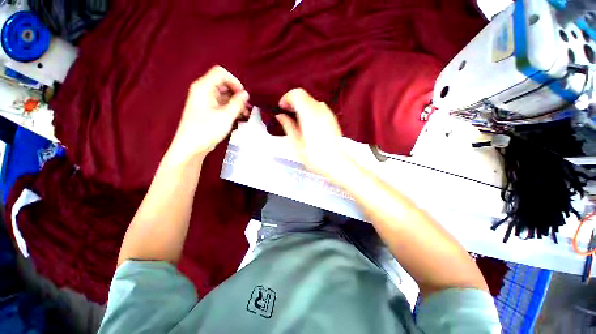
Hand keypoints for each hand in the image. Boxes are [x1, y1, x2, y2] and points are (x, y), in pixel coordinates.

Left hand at [171, 66, 248, 158]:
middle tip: (246, 106)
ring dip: (236, 103)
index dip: (234, 81)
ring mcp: (205, 101)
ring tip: (245, 113)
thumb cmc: (206, 130)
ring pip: (224, 95)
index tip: (243, 95)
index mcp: (203, 87)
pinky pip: (222, 104)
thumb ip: (237, 103)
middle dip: (237, 94)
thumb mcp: (226, 116)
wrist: (192, 147)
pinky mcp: (208, 110)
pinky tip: (239, 117)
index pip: (220, 73)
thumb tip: (246, 94)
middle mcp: (203, 91)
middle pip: (223, 84)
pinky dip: (231, 108)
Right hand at [276, 89, 350, 181]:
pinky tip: (308, 123)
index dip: (287, 98)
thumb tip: (280, 116)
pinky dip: (310, 109)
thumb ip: (288, 126)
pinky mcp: (332, 119)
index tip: (282, 108)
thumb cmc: (315, 156)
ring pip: (311, 100)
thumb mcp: (296, 143)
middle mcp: (320, 110)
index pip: (297, 94)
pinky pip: (319, 107)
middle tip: (287, 113)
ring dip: (301, 105)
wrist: (336, 163)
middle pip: (304, 95)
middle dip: (293, 101)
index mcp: (309, 115)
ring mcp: (328, 113)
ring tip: (297, 119)